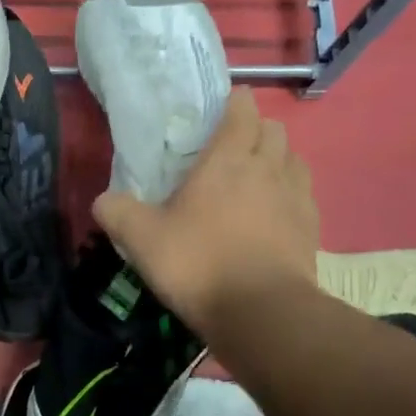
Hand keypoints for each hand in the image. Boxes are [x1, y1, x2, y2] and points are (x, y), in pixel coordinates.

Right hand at [93, 92, 318, 338]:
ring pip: (294, 160)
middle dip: (255, 130)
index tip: (222, 108)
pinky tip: (271, 215)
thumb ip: (117, 212)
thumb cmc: (198, 263)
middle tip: (230, 150)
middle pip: (274, 130)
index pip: (243, 110)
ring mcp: (296, 198)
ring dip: (277, 160)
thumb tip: (103, 200)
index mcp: (227, 160)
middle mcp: (268, 168)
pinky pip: (303, 195)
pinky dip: (289, 194)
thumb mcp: (141, 239)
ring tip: (254, 180)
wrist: (261, 313)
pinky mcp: (311, 229)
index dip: (235, 103)